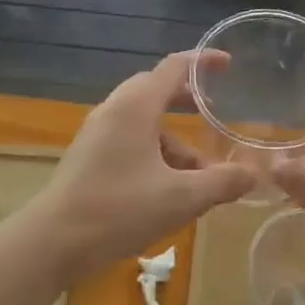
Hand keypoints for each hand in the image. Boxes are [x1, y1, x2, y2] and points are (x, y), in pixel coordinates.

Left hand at [31, 52, 253, 281]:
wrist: (51, 242)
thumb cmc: (118, 210)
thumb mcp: (180, 198)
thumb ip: (221, 183)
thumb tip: (253, 176)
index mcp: (136, 106)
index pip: (174, 66)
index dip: (204, 61)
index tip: (228, 64)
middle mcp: (115, 109)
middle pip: (157, 90)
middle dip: (189, 101)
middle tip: (215, 114)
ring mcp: (98, 132)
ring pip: (144, 121)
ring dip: (175, 139)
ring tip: (200, 173)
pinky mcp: (89, 155)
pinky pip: (130, 139)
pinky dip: (155, 151)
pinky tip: (168, 188)